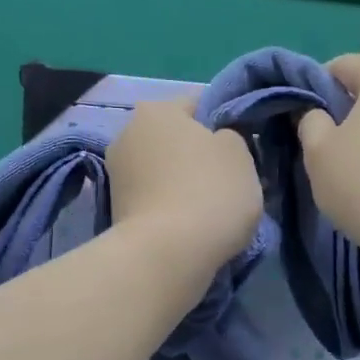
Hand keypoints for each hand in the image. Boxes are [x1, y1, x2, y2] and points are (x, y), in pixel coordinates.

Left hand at [107, 98, 262, 270]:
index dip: (226, 125)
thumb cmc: (209, 193)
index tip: (244, 152)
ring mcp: (117, 174)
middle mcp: (128, 133)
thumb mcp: (240, 154)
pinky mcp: (116, 209)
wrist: (166, 255)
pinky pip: (155, 198)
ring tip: (211, 210)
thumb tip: (219, 142)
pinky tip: (191, 225)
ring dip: (185, 184)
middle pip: (177, 139)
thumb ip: (232, 136)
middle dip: (200, 157)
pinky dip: (171, 207)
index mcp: (158, 109)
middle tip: (231, 183)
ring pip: (165, 171)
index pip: (199, 104)